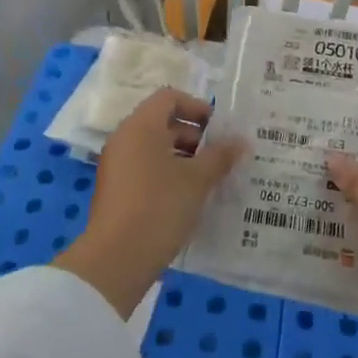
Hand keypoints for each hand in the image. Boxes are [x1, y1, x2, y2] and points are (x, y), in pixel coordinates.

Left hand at [53, 89, 242, 319]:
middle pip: (162, 122)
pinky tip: (190, 197)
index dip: (197, 107)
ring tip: (210, 178)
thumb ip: (220, 156)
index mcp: (141, 126)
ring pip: (155, 148)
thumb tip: (241, 142)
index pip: (169, 97)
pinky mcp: (116, 189)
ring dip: (184, 157)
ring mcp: (117, 165)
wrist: (116, 259)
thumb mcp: (197, 180)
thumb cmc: (159, 207)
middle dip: (195, 135)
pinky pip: (146, 168)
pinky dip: (168, 173)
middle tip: (221, 156)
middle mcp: (125, 138)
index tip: (219, 129)